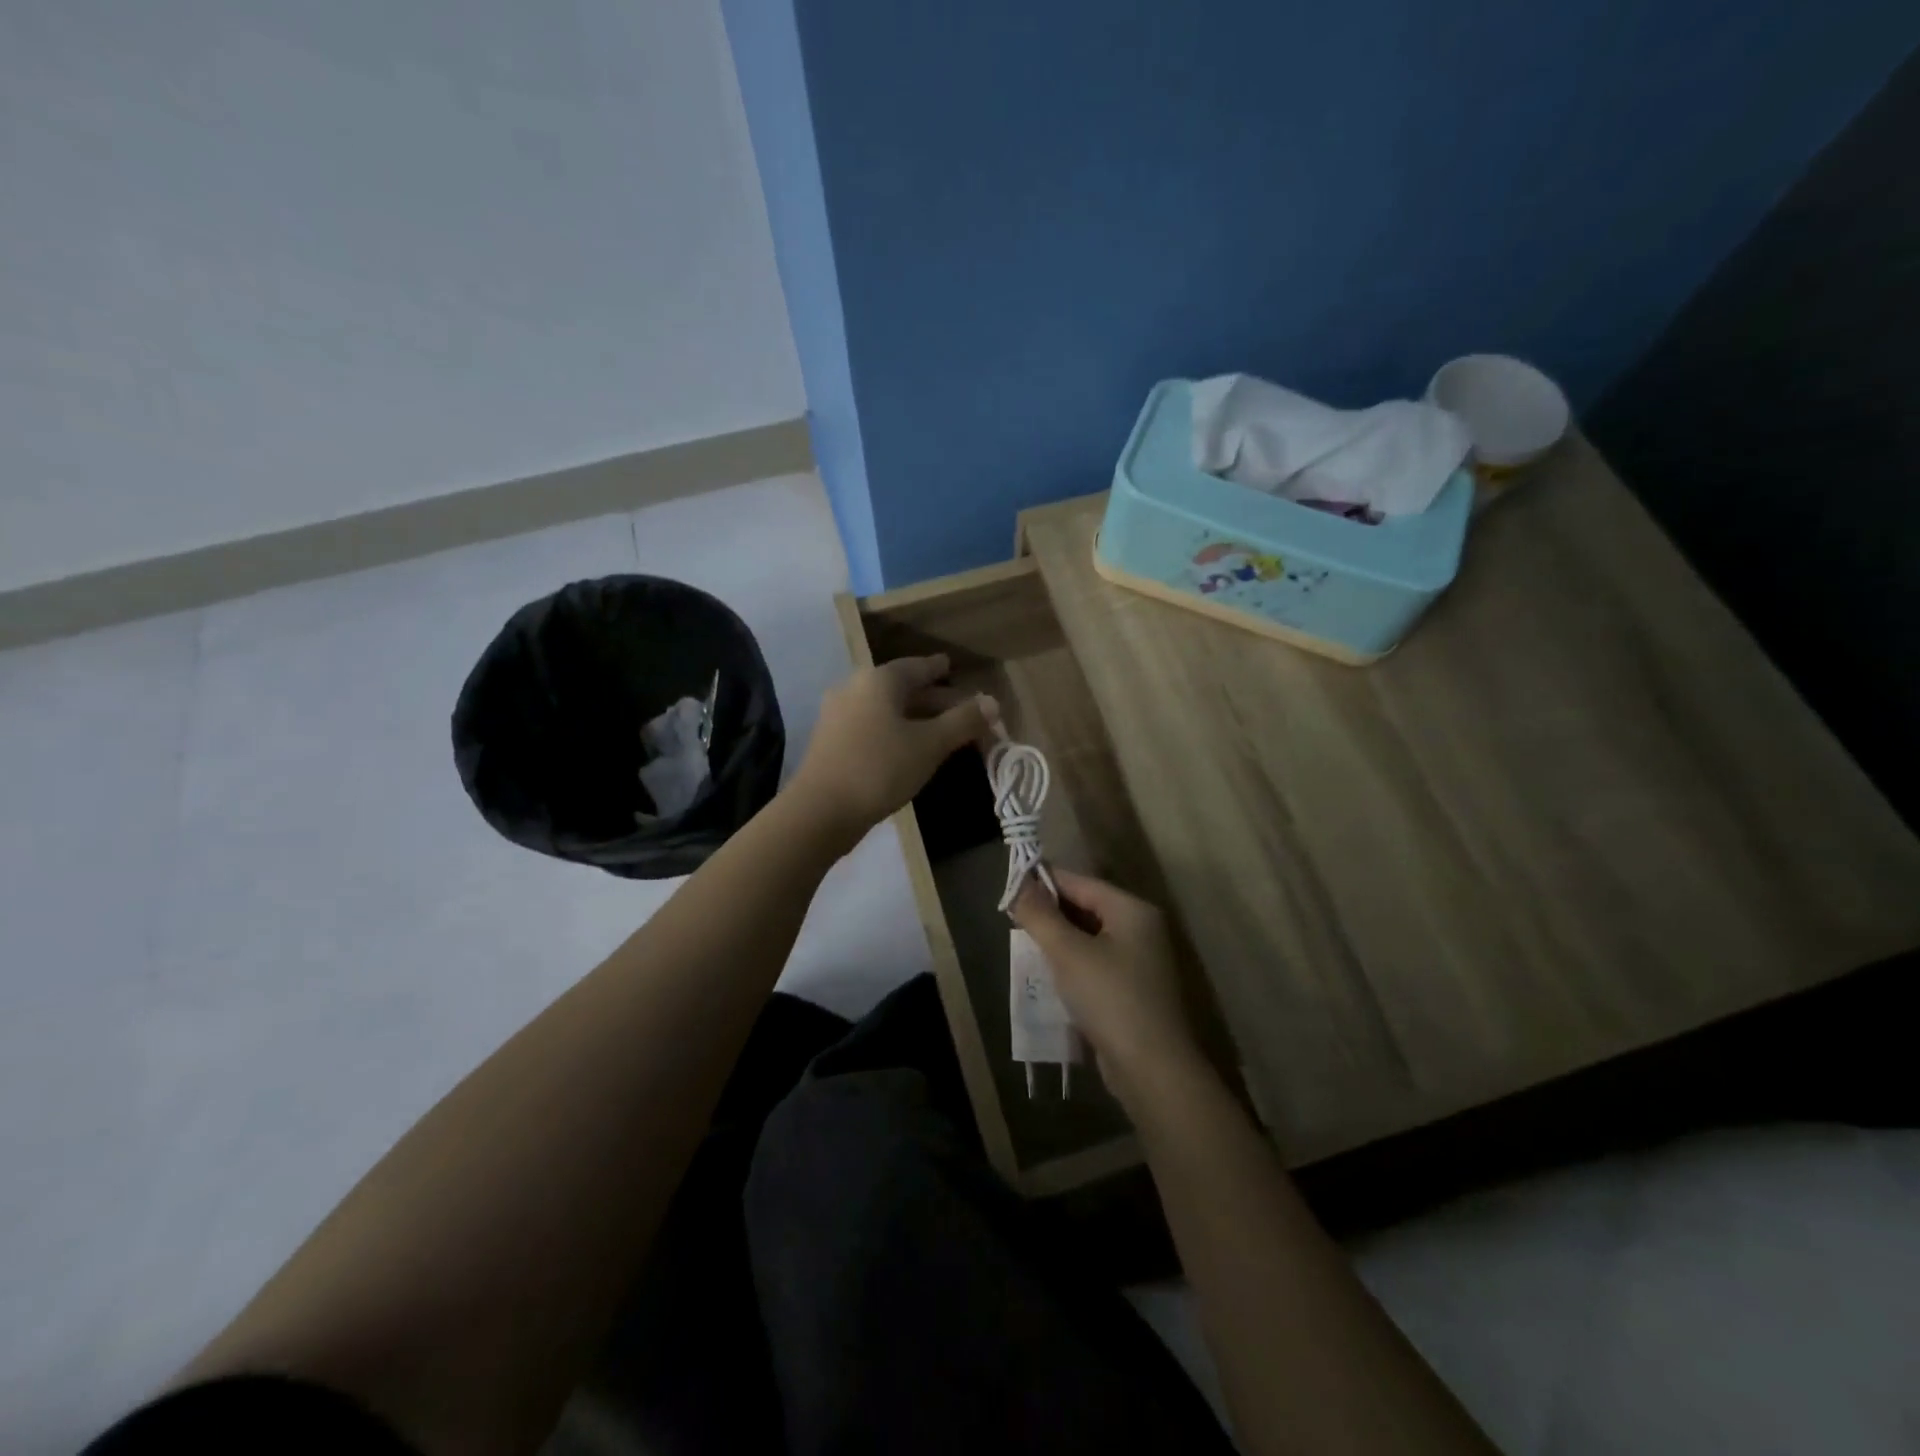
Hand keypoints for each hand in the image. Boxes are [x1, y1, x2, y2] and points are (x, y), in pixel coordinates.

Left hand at [789, 655, 990, 847]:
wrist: (820, 811)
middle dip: (934, 699)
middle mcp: (855, 688)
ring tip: (941, 731)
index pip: (918, 666)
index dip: (939, 669)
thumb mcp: (930, 744)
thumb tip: (992, 702)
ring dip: (915, 717)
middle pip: (902, 688)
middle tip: (962, 709)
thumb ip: (963, 721)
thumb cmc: (880, 768)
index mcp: (879, 680)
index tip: (952, 666)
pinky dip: (896, 731)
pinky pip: (872, 726)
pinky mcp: (831, 741)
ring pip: (887, 709)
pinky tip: (909, 749)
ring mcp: (838, 715)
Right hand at [1011, 869, 1205, 1103]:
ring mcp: (1140, 961)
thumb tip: (1018, 884)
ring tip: (1025, 946)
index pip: (1080, 882)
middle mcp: (1141, 929)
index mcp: (1132, 910)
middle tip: (1013, 921)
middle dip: (1050, 913)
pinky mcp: (1133, 990)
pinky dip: (1072, 963)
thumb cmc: (1110, 999)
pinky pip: (1096, 963)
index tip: (1010, 890)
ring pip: (1089, 937)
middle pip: (1086, 907)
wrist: (1152, 1070)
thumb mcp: (1068, 952)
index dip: (1044, 883)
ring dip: (1059, 940)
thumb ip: (1040, 915)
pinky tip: (1048, 974)